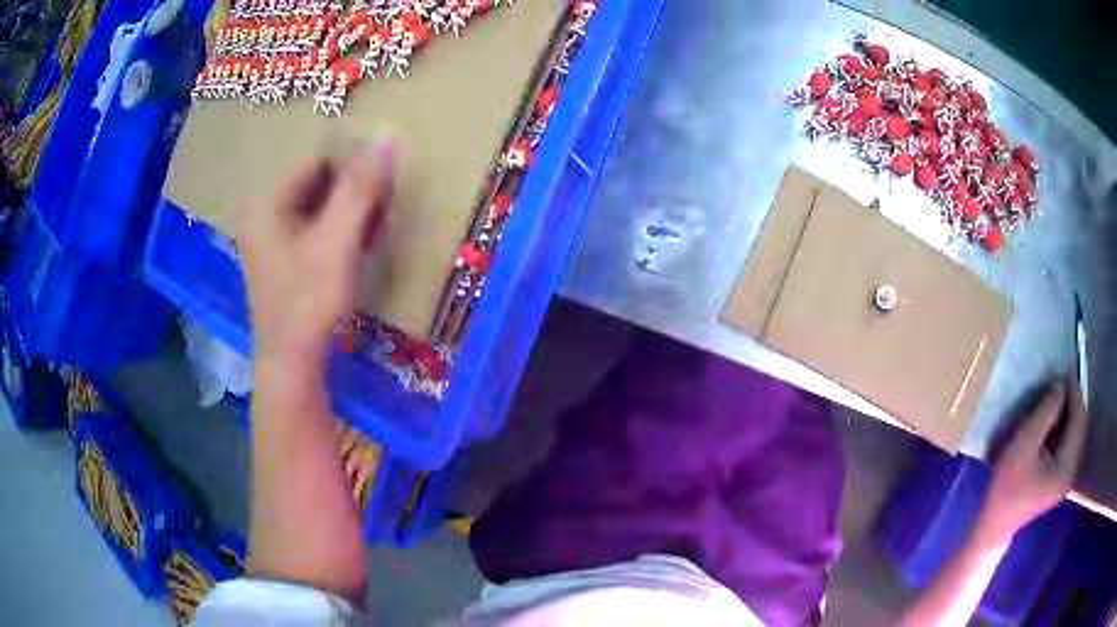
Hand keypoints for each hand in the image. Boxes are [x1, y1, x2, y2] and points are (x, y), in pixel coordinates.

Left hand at [237, 139, 395, 364]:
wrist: (292, 365)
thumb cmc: (309, 301)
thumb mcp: (337, 241)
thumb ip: (360, 188)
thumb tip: (384, 135)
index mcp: (265, 203)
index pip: (317, 163)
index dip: (352, 173)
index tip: (380, 196)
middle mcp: (261, 215)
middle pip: (316, 185)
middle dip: (352, 196)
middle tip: (380, 217)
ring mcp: (269, 239)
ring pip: (317, 208)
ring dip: (349, 215)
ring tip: (373, 235)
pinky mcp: (280, 260)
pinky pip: (313, 230)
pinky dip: (338, 234)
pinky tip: (357, 250)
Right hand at [977, 379, 1088, 543]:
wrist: (995, 523)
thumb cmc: (1007, 486)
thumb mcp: (1023, 445)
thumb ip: (1045, 413)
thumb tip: (1060, 385)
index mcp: (1066, 466)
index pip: (1079, 419)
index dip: (1073, 393)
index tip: (1062, 374)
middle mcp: (1072, 470)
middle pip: (1080, 426)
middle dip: (1072, 402)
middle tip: (1058, 385)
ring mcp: (1067, 476)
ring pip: (1076, 433)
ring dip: (1068, 414)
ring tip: (1055, 401)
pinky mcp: (1061, 478)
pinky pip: (1070, 443)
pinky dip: (1065, 428)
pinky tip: (1053, 424)